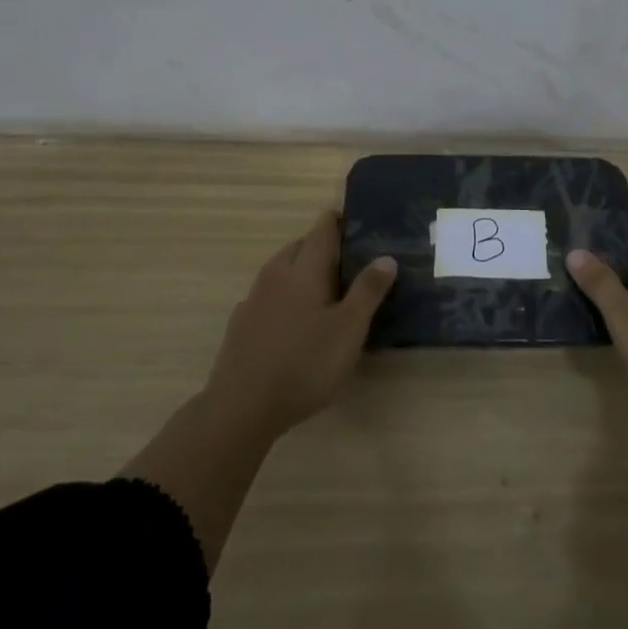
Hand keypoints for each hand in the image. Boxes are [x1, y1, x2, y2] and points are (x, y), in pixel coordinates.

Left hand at [205, 211, 396, 441]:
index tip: (357, 223)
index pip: (322, 230)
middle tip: (349, 262)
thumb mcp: (349, 329)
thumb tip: (386, 257)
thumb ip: (368, 291)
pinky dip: (285, 297)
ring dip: (302, 271)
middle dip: (322, 247)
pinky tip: (295, 322)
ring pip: (281, 270)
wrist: (242, 407)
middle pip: (299, 246)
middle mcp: (275, 275)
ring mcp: (254, 299)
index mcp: (304, 269)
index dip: (339, 221)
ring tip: (326, 292)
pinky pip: (268, 296)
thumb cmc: (305, 364)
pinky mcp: (241, 323)